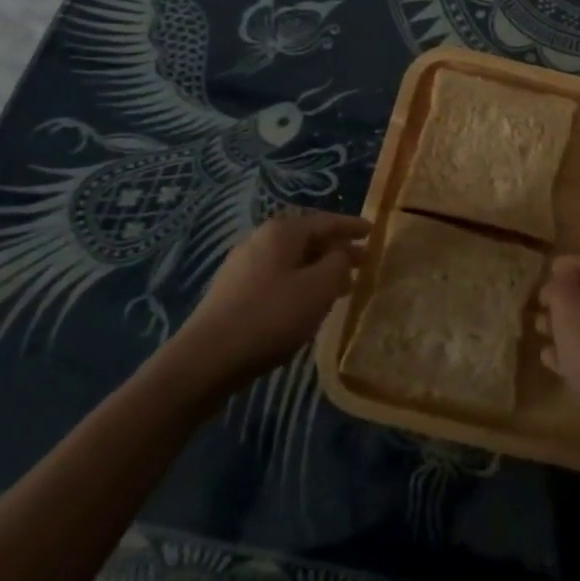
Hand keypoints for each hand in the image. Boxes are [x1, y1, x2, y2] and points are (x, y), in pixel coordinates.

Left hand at [167, 212, 368, 391]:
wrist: (206, 359)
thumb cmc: (271, 317)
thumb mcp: (319, 288)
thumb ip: (339, 264)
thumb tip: (341, 253)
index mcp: (282, 231)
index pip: (326, 220)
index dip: (352, 226)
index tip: (374, 232)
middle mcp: (260, 239)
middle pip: (308, 239)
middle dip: (336, 250)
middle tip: (363, 263)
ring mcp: (242, 265)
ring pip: (292, 260)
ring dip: (319, 269)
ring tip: (341, 287)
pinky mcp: (232, 292)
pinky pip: (277, 277)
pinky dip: (299, 283)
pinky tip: (307, 304)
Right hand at [537, 255, 579, 462]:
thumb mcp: (572, 324)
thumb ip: (561, 295)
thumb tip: (560, 283)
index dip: (572, 264)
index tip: (548, 269)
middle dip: (567, 296)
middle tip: (541, 303)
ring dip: (569, 323)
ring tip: (540, 330)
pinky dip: (579, 347)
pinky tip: (553, 360)